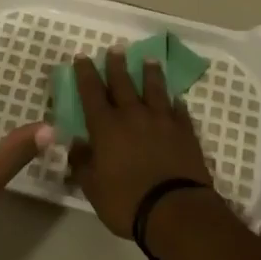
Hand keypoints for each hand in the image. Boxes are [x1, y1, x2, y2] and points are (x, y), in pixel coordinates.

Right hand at [66, 49, 216, 238]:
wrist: (176, 211)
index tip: (81, 57)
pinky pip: (179, 111)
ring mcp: (162, 121)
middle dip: (117, 65)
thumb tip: (75, 143)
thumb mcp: (93, 187)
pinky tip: (176, 99)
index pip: (91, 92)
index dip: (85, 73)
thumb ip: (82, 162)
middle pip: (123, 83)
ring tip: (149, 60)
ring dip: (150, 73)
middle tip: (116, 48)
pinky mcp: (185, 132)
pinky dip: (176, 103)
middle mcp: (133, 115)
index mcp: (106, 126)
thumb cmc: (127, 201)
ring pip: (154, 89)